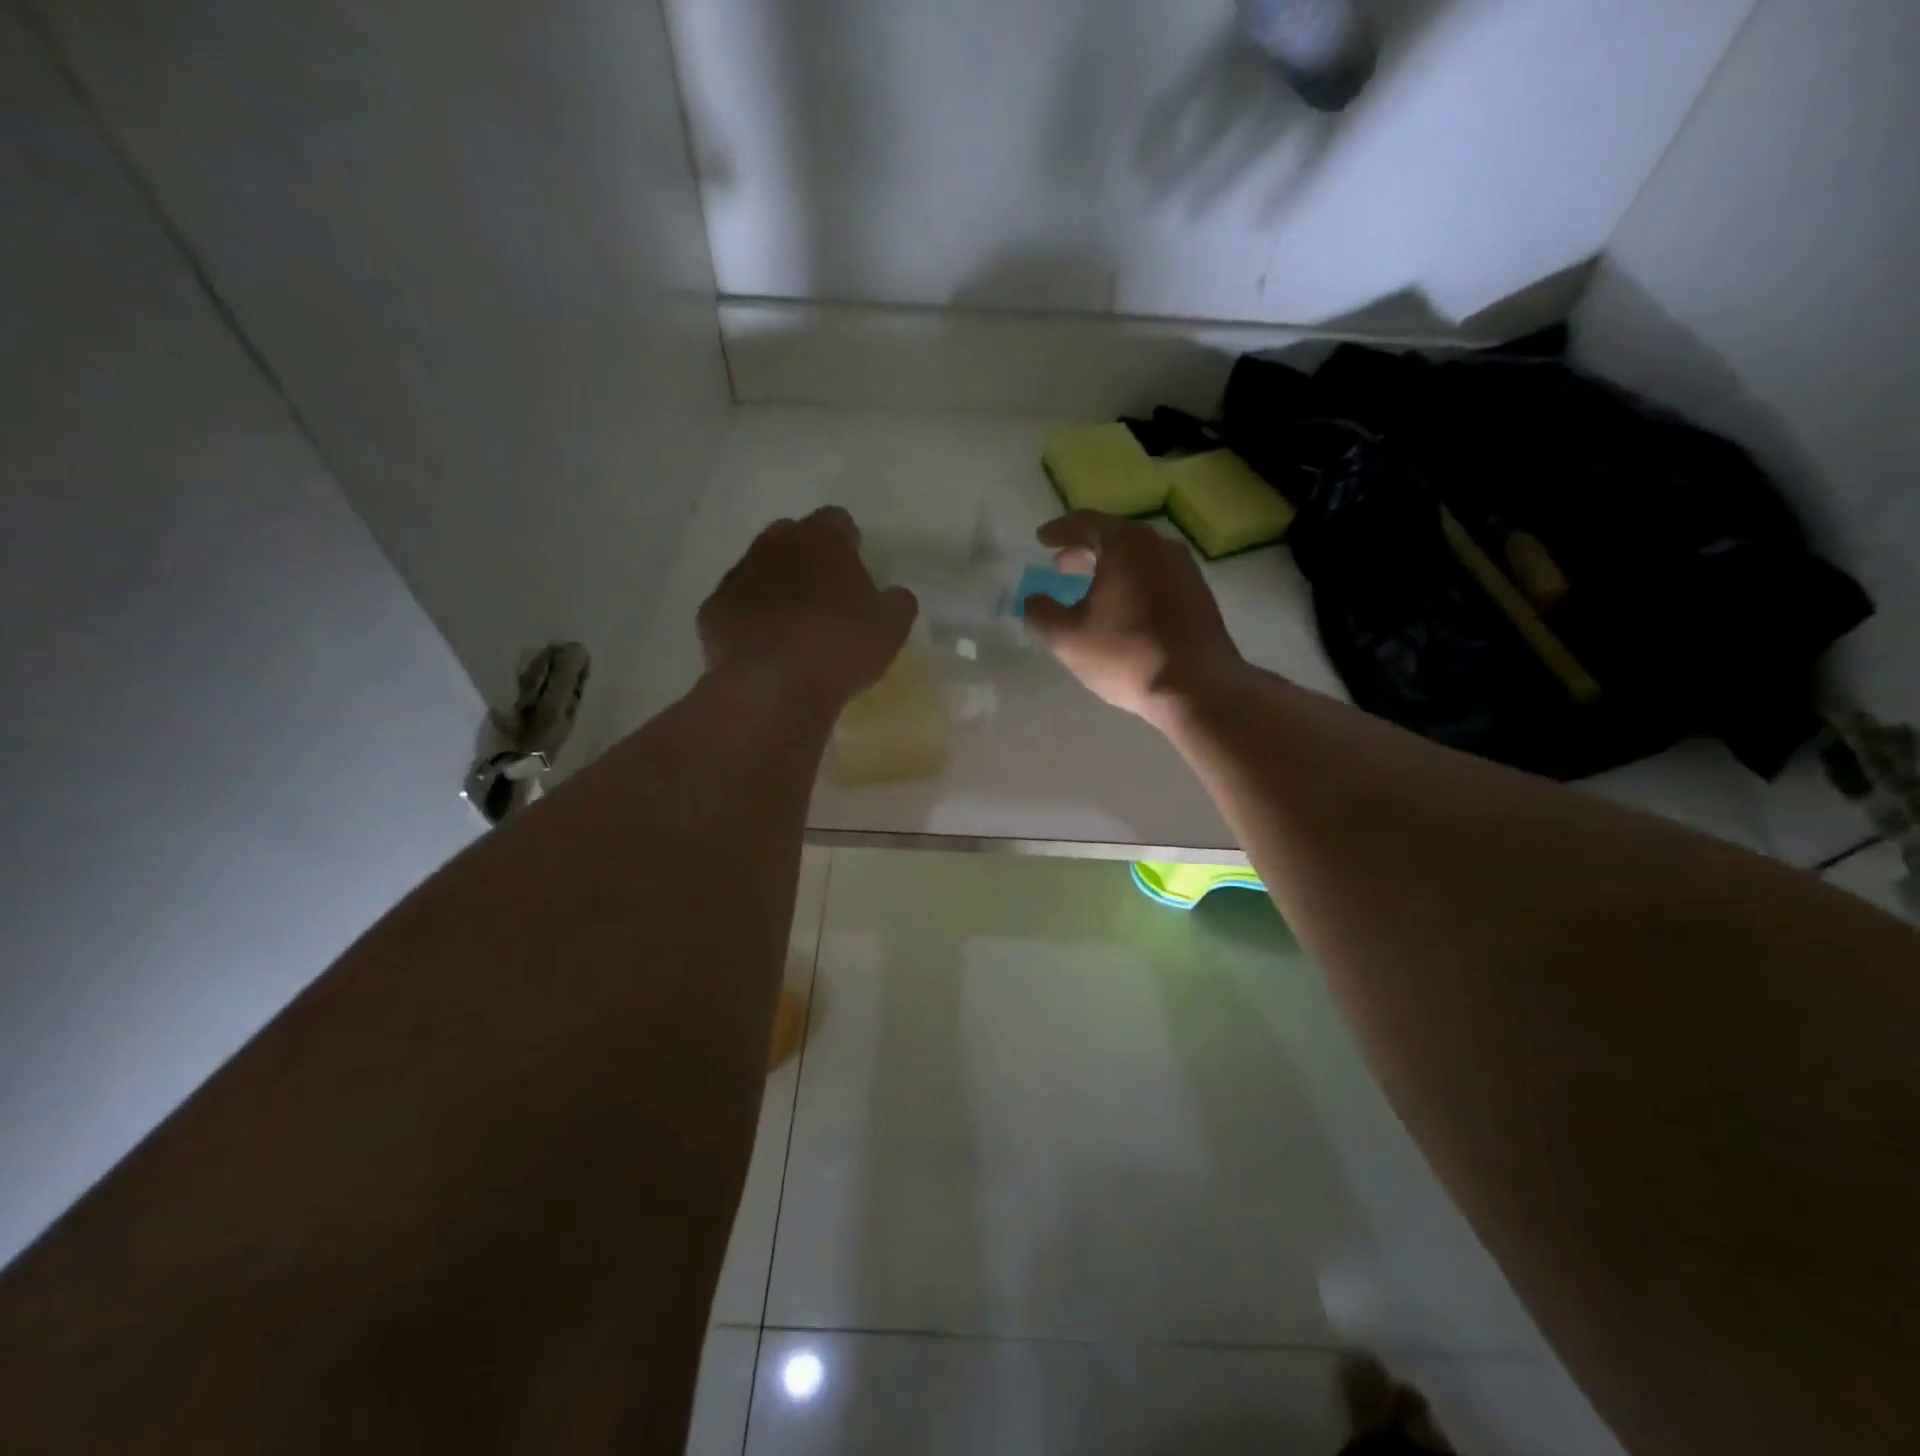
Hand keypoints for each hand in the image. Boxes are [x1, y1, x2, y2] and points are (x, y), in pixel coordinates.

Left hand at [698, 507, 917, 708]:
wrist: (774, 685)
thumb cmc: (842, 647)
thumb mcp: (891, 628)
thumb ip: (897, 602)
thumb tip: (895, 595)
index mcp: (823, 540)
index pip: (837, 520)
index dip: (847, 542)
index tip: (855, 568)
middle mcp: (775, 545)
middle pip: (791, 537)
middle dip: (806, 557)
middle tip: (823, 595)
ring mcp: (738, 575)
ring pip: (758, 569)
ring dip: (774, 586)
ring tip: (791, 625)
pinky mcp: (713, 609)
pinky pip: (735, 605)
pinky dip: (748, 619)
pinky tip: (762, 648)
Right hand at [1022, 511, 1246, 719]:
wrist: (1198, 687)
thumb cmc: (1127, 655)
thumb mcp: (1067, 638)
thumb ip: (1041, 614)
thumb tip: (1033, 601)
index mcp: (1126, 545)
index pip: (1086, 523)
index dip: (1059, 530)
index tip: (1041, 539)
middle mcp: (1159, 547)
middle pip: (1115, 537)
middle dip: (1084, 549)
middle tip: (1060, 564)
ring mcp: (1185, 570)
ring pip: (1138, 558)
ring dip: (1110, 568)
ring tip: (1089, 587)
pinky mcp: (1198, 595)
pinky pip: (1156, 576)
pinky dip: (1132, 582)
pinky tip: (1122, 608)